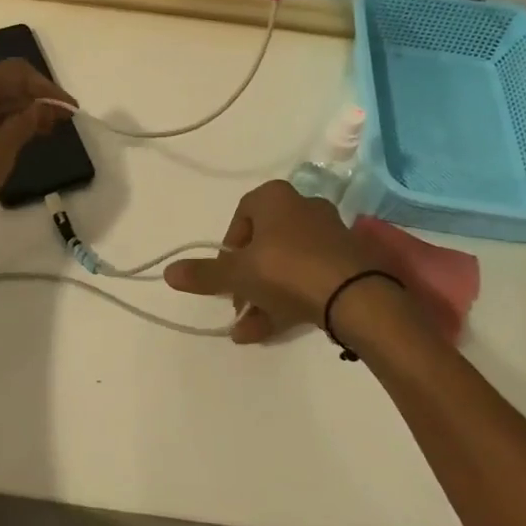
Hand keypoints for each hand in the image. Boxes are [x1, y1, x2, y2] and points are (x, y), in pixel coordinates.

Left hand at [0, 58, 72, 241]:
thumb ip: (22, 127)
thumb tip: (42, 107)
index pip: (18, 72)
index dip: (48, 90)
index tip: (71, 112)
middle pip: (0, 83)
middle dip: (32, 100)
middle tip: (58, 126)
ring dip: (12, 114)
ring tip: (36, 137)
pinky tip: (1, 145)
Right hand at [164, 180, 382, 342]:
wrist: (356, 296)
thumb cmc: (287, 270)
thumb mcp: (238, 274)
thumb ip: (204, 274)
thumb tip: (168, 272)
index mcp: (275, 197)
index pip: (240, 218)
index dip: (228, 250)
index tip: (224, 277)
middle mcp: (303, 207)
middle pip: (264, 244)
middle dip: (246, 280)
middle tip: (236, 306)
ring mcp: (329, 235)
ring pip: (286, 265)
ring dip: (264, 295)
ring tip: (248, 329)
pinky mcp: (348, 262)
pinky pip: (309, 277)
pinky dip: (290, 299)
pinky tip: (272, 329)